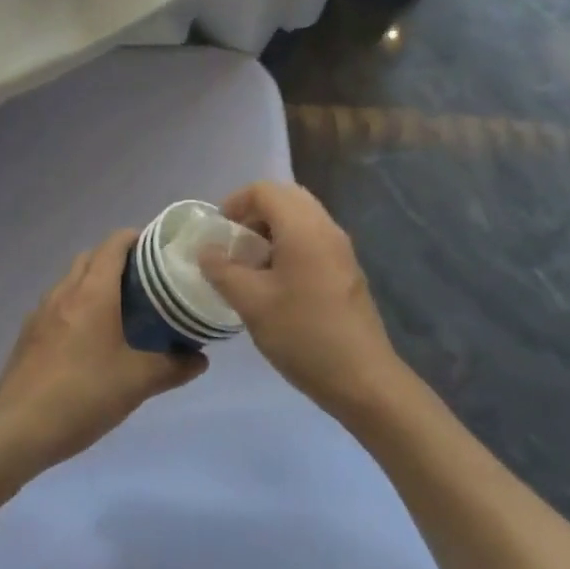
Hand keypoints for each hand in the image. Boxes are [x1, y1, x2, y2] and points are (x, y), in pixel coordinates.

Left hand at [0, 230, 206, 469]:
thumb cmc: (83, 395)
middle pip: (91, 257)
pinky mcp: (28, 335)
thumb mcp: (137, 383)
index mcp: (93, 292)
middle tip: (144, 281)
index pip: (114, 244)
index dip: (137, 238)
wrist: (17, 431)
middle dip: (116, 259)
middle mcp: (65, 292)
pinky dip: (75, 305)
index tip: (158, 249)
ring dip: (93, 282)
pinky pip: (56, 304)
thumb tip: (201, 359)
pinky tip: (87, 338)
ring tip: (118, 308)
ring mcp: (41, 312)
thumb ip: (173, 367)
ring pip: (71, 280)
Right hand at [198, 182, 406, 418]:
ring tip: (252, 265)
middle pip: (287, 198)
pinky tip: (277, 282)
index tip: (219, 231)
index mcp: (303, 228)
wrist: (362, 378)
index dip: (236, 202)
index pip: (265, 190)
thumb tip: (207, 250)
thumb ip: (223, 270)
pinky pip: (314, 238)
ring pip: (302, 218)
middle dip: (255, 212)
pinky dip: (290, 243)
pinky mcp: (347, 269)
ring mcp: (341, 248)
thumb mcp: (252, 303)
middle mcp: (326, 227)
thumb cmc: (303, 335)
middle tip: (235, 243)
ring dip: (273, 229)